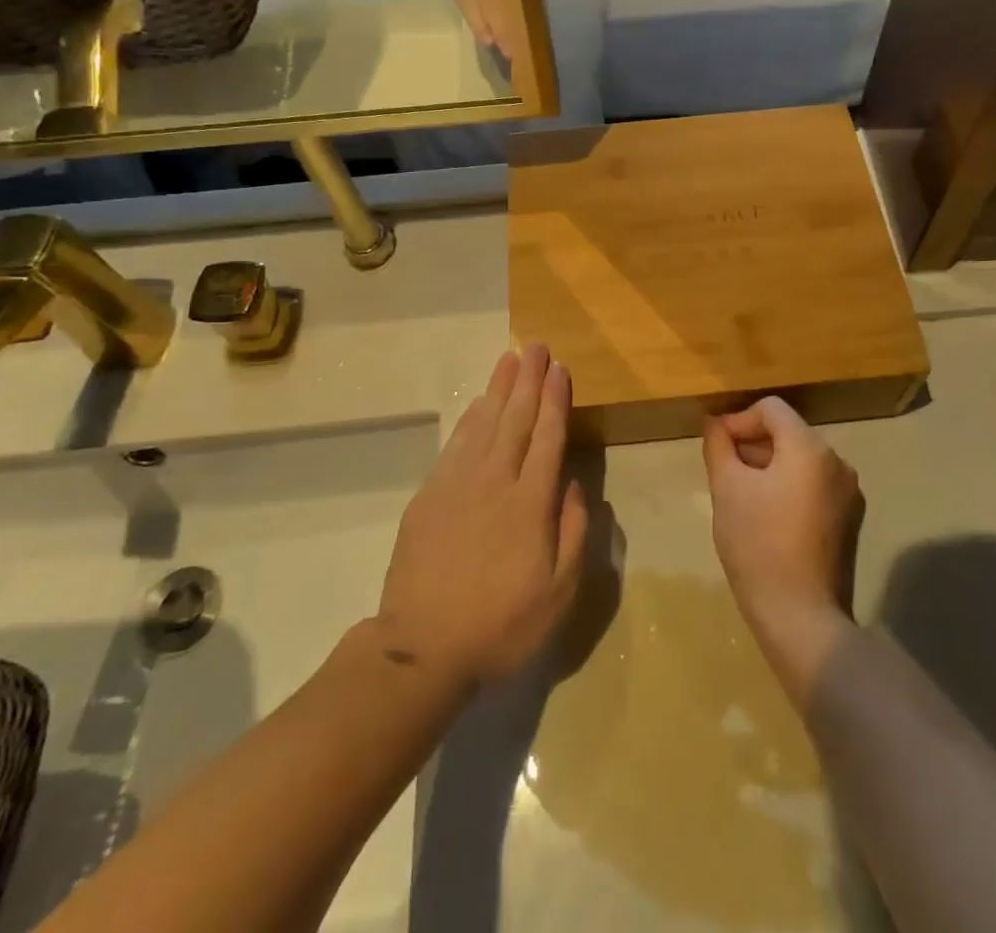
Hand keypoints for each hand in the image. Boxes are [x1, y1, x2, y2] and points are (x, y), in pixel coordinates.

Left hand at [377, 345, 588, 688]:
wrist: (423, 649)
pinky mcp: (430, 495)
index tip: (560, 369)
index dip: (555, 400)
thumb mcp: (558, 593)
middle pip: (516, 419)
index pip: (548, 437)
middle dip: (529, 380)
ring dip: (500, 388)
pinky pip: (455, 444)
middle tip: (536, 346)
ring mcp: (458, 484)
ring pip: (485, 424)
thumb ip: (572, 532)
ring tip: (510, 358)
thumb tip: (573, 483)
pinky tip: (478, 403)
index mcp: (530, 503)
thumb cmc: (501, 625)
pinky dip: (470, 418)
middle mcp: (496, 481)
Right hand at [703, 397, 863, 703]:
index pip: (771, 409)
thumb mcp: (727, 489)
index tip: (717, 448)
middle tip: (724, 472)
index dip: (738, 420)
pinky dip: (788, 488)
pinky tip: (767, 517)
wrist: (801, 618)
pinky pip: (814, 486)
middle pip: (788, 433)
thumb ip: (719, 446)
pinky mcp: (849, 521)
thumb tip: (716, 424)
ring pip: (801, 460)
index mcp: (810, 449)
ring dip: (769, 466)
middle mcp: (837, 463)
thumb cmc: (758, 545)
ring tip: (742, 496)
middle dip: (752, 444)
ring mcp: (848, 493)